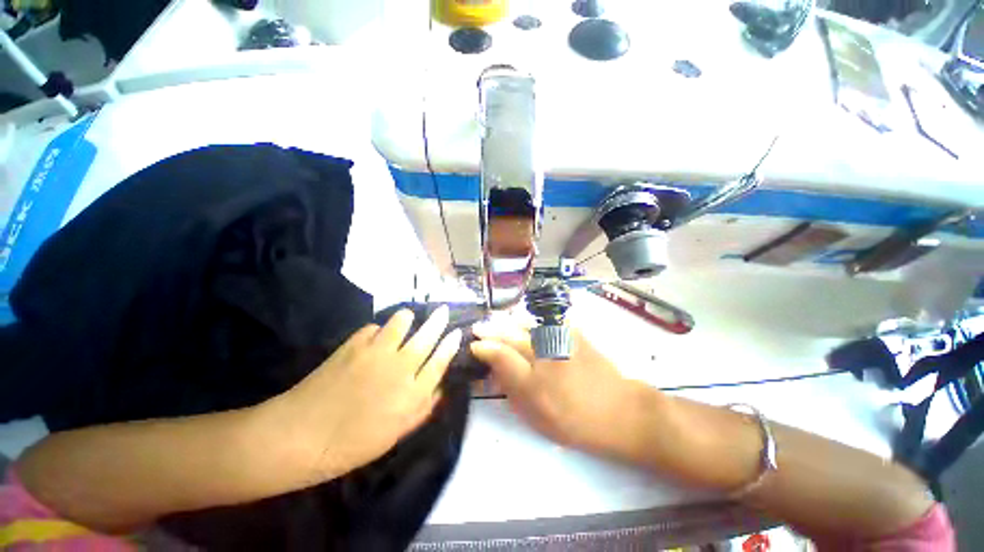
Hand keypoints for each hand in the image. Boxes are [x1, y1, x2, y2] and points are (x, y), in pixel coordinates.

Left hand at [265, 306, 461, 482]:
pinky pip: (373, 327)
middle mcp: (400, 368)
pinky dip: (378, 330)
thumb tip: (439, 389)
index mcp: (411, 393)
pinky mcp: (353, 345)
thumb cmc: (351, 444)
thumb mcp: (394, 435)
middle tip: (443, 310)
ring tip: (407, 320)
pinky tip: (374, 338)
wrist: (300, 436)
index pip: (440, 361)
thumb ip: (421, 410)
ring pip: (401, 321)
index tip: (457, 332)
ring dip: (407, 318)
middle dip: (438, 320)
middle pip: (427, 336)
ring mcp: (376, 352)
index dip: (451, 344)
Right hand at [470, 324, 644, 455]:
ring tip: (498, 323)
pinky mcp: (572, 330)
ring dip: (508, 322)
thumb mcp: (534, 412)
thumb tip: (493, 367)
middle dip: (491, 329)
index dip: (482, 346)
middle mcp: (542, 350)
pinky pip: (543, 319)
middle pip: (509, 333)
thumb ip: (510, 385)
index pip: (498, 353)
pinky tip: (524, 323)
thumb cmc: (573, 418)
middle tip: (479, 328)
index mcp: (531, 376)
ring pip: (524, 322)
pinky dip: (530, 321)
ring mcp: (558, 336)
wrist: (619, 410)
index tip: (472, 344)